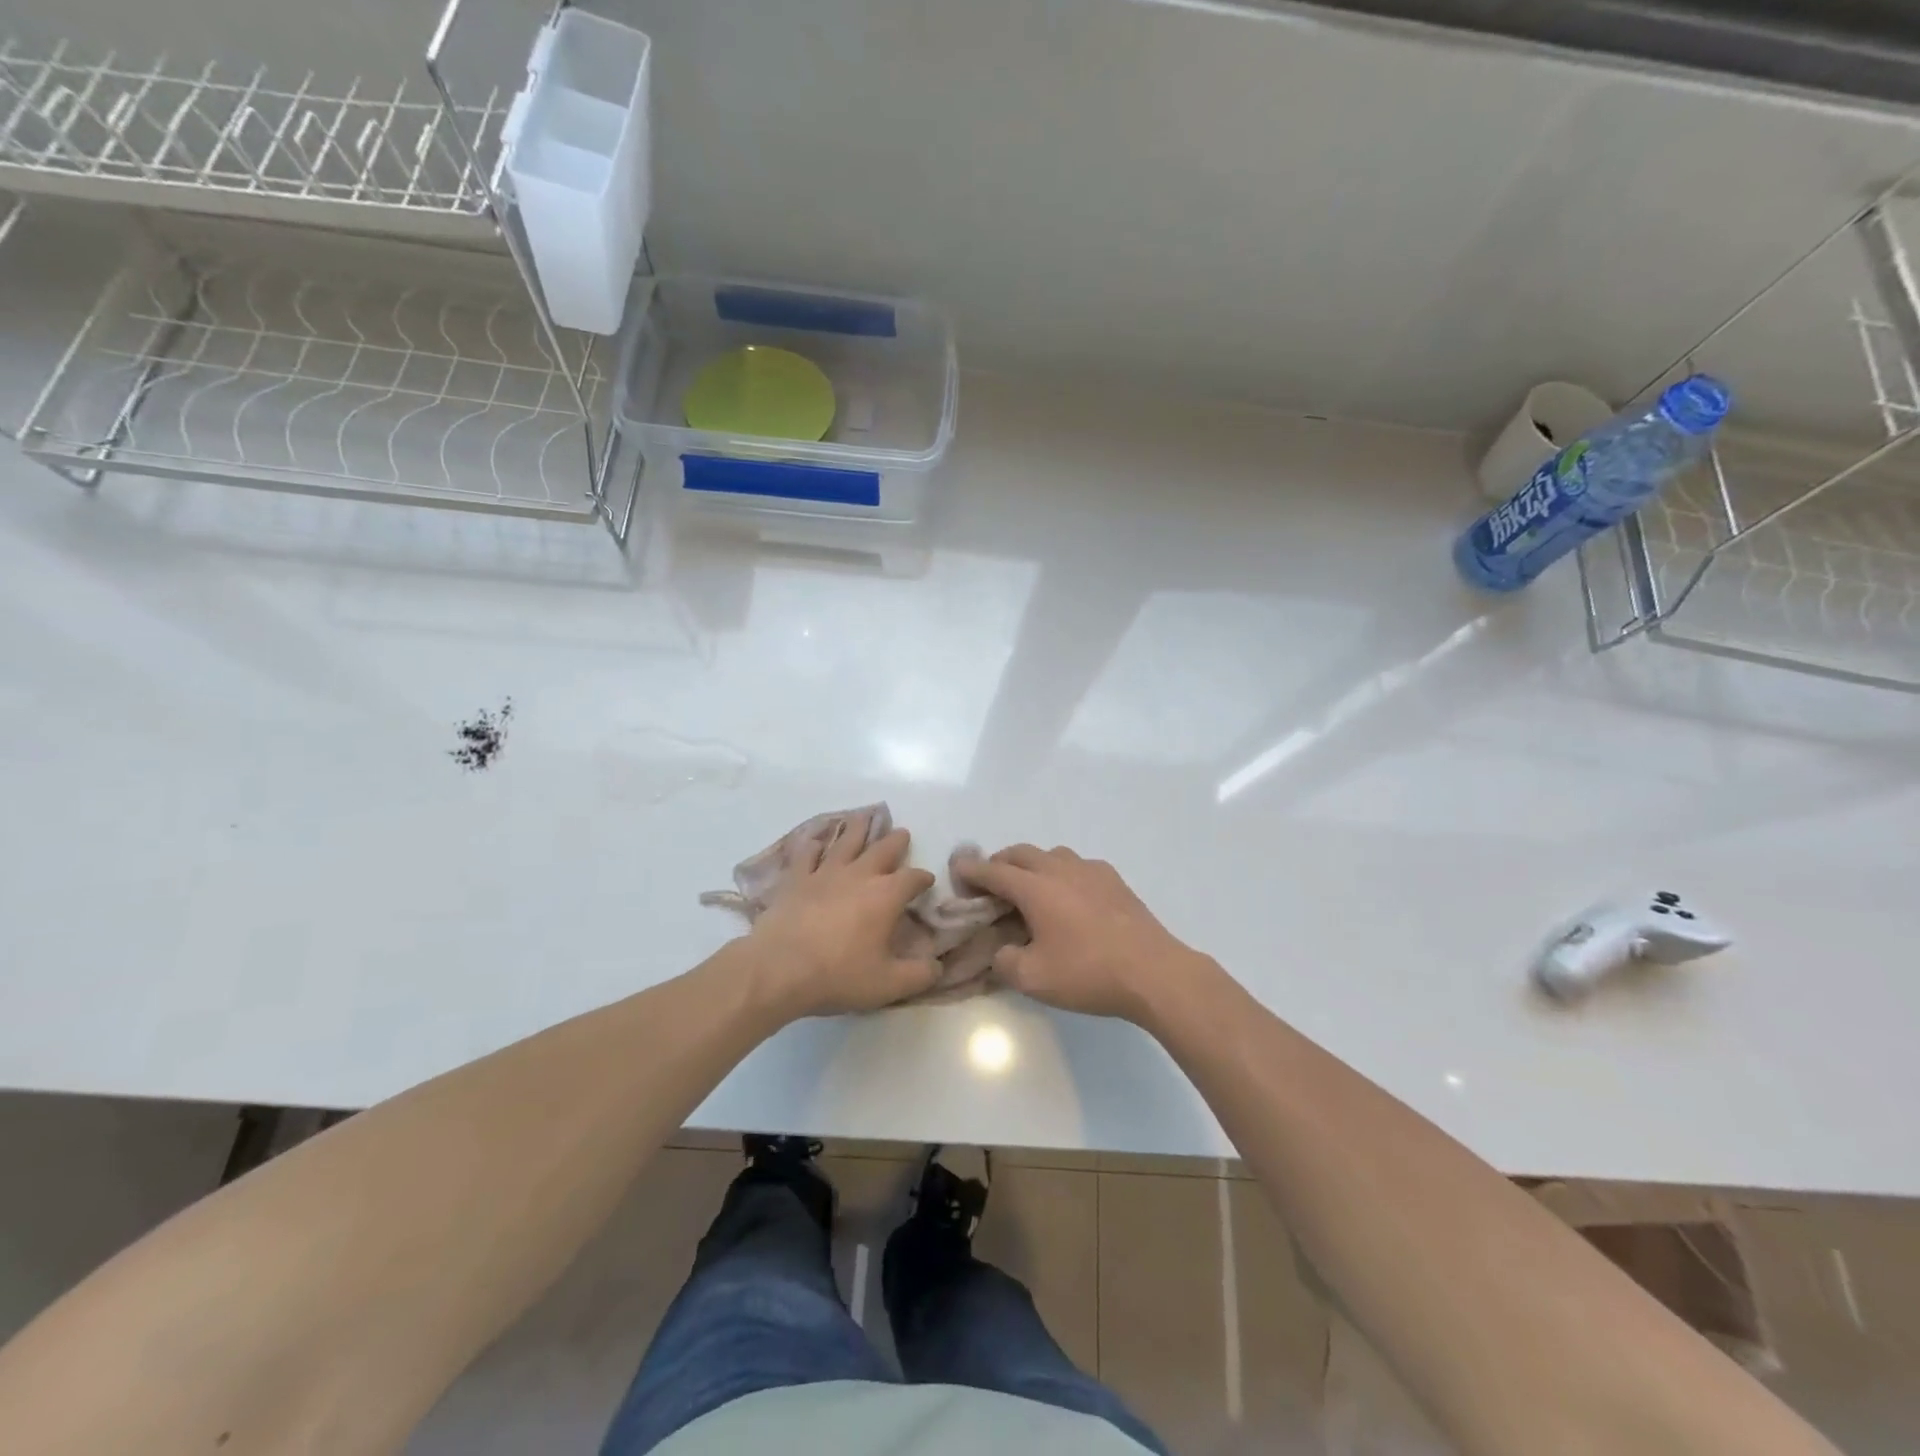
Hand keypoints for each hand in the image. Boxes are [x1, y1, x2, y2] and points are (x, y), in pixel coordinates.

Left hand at [743, 813, 938, 1018]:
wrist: (779, 969)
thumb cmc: (838, 975)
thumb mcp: (889, 985)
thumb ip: (920, 975)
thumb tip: (938, 966)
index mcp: (885, 896)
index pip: (912, 879)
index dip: (923, 878)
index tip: (927, 881)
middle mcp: (858, 876)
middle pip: (882, 850)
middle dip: (895, 841)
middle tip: (902, 833)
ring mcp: (824, 874)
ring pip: (845, 842)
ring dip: (857, 828)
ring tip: (863, 816)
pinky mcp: (796, 880)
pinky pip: (807, 855)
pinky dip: (813, 846)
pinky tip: (816, 841)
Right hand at [962, 845, 1214, 1022]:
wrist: (1153, 972)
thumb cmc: (1088, 973)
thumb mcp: (1033, 978)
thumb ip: (1005, 961)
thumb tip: (1002, 950)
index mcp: (1035, 888)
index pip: (993, 871)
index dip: (971, 871)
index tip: (956, 871)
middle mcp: (1060, 869)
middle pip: (1020, 853)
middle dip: (999, 864)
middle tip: (989, 885)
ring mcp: (1091, 870)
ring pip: (1051, 855)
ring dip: (1031, 865)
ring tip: (1028, 890)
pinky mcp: (1114, 880)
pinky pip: (1077, 866)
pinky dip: (1060, 873)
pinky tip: (1068, 897)